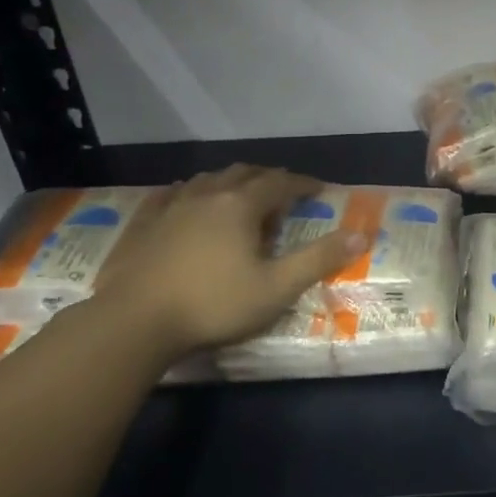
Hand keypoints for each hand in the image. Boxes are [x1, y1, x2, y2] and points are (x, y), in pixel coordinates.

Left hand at [91, 165, 366, 358]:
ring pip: (207, 180)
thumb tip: (362, 234)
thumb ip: (319, 259)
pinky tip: (183, 198)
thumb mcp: (277, 288)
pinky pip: (169, 195)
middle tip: (282, 191)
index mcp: (241, 205)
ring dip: (230, 181)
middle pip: (244, 173)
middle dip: (267, 177)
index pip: (280, 182)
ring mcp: (171, 207)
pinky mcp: (143, 224)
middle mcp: (208, 195)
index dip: (303, 184)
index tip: (319, 189)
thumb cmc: (213, 304)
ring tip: (239, 193)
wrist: (133, 323)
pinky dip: (187, 192)